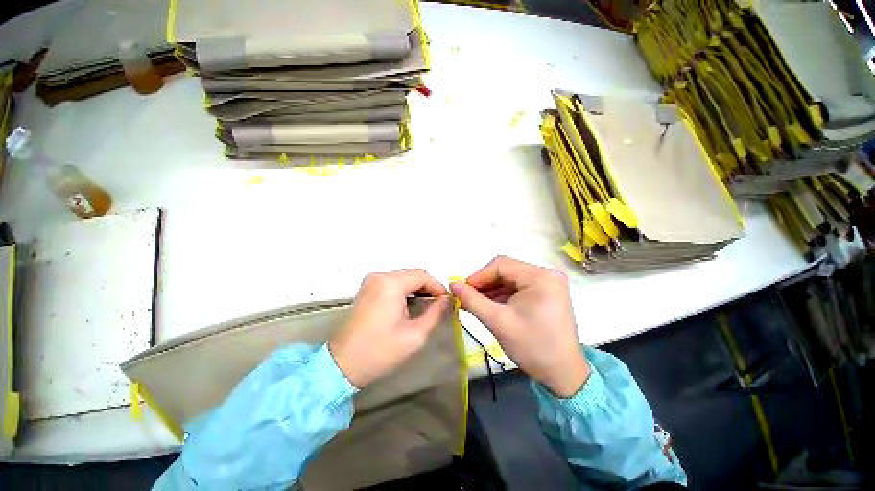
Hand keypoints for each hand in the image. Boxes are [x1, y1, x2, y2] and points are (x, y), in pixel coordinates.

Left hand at [329, 269, 449, 388]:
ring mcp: (371, 281)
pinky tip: (410, 305)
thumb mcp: (415, 335)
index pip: (422, 275)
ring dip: (416, 288)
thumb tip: (446, 300)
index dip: (437, 286)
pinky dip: (405, 290)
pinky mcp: (367, 288)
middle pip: (412, 274)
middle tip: (438, 304)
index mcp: (390, 284)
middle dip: (427, 287)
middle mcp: (379, 276)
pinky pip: (392, 282)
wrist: (342, 364)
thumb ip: (435, 313)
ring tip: (427, 305)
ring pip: (403, 277)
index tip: (446, 300)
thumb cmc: (380, 351)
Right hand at [450, 256, 588, 397]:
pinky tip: (489, 305)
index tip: (461, 289)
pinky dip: (502, 295)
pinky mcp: (546, 293)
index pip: (501, 265)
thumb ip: (472, 300)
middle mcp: (547, 274)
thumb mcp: (498, 322)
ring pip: (510, 279)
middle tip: (466, 297)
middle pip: (506, 270)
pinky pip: (518, 287)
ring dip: (491, 290)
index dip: (478, 276)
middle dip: (484, 283)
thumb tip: (452, 284)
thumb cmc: (532, 347)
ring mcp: (548, 284)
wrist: (563, 375)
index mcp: (540, 277)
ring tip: (474, 303)